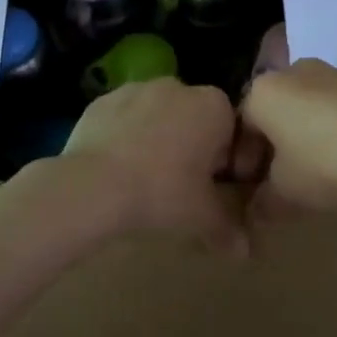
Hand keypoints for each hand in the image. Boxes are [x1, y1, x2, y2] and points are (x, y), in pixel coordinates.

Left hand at [61, 78, 246, 255]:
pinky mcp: (102, 100)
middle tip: (181, 187)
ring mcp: (136, 88)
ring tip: (145, 179)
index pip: (232, 130)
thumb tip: (243, 250)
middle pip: (194, 119)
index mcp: (214, 105)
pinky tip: (117, 169)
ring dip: (158, 139)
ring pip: (158, 116)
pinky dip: (125, 137)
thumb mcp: (203, 217)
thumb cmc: (161, 193)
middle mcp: (178, 86)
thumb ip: (228, 228)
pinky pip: (124, 118)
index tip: (213, 189)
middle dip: (192, 147)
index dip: (226, 162)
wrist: (92, 185)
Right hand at [239, 59, 336, 216]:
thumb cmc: (328, 162)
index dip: (242, 163)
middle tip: (279, 184)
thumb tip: (254, 211)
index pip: (239, 127)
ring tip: (313, 174)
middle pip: (270, 114)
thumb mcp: (286, 194)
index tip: (252, 190)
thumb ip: (262, 203)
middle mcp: (291, 72)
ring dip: (299, 140)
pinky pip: (330, 109)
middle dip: (271, 149)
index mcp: (262, 91)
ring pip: (301, 110)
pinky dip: (327, 132)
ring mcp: (329, 73)